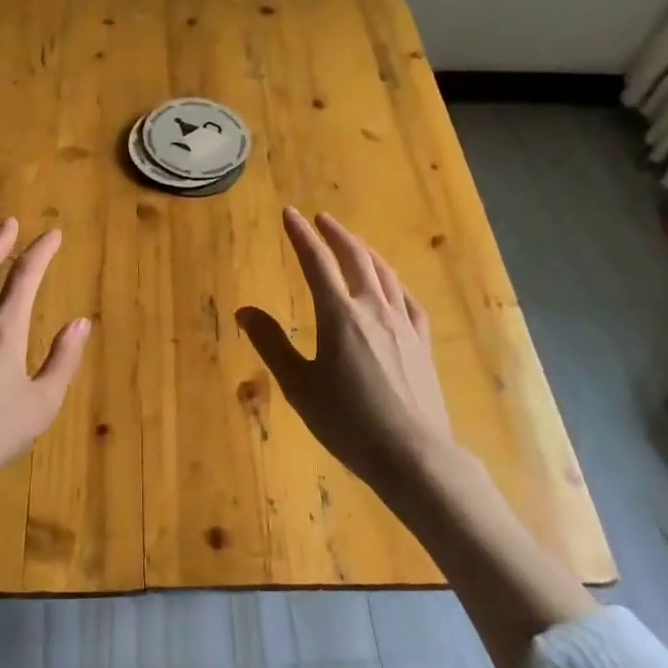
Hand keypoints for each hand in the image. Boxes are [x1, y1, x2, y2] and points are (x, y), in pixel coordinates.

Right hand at [237, 207, 452, 488]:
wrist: (413, 454)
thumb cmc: (348, 422)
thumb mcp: (299, 385)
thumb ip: (271, 344)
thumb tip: (244, 310)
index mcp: (339, 314)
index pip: (316, 261)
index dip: (301, 235)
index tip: (290, 213)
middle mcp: (373, 308)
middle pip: (355, 258)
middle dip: (336, 234)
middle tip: (322, 219)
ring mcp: (403, 324)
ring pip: (384, 273)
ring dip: (365, 251)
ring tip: (353, 242)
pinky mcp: (422, 343)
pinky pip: (407, 300)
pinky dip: (394, 282)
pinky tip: (392, 285)